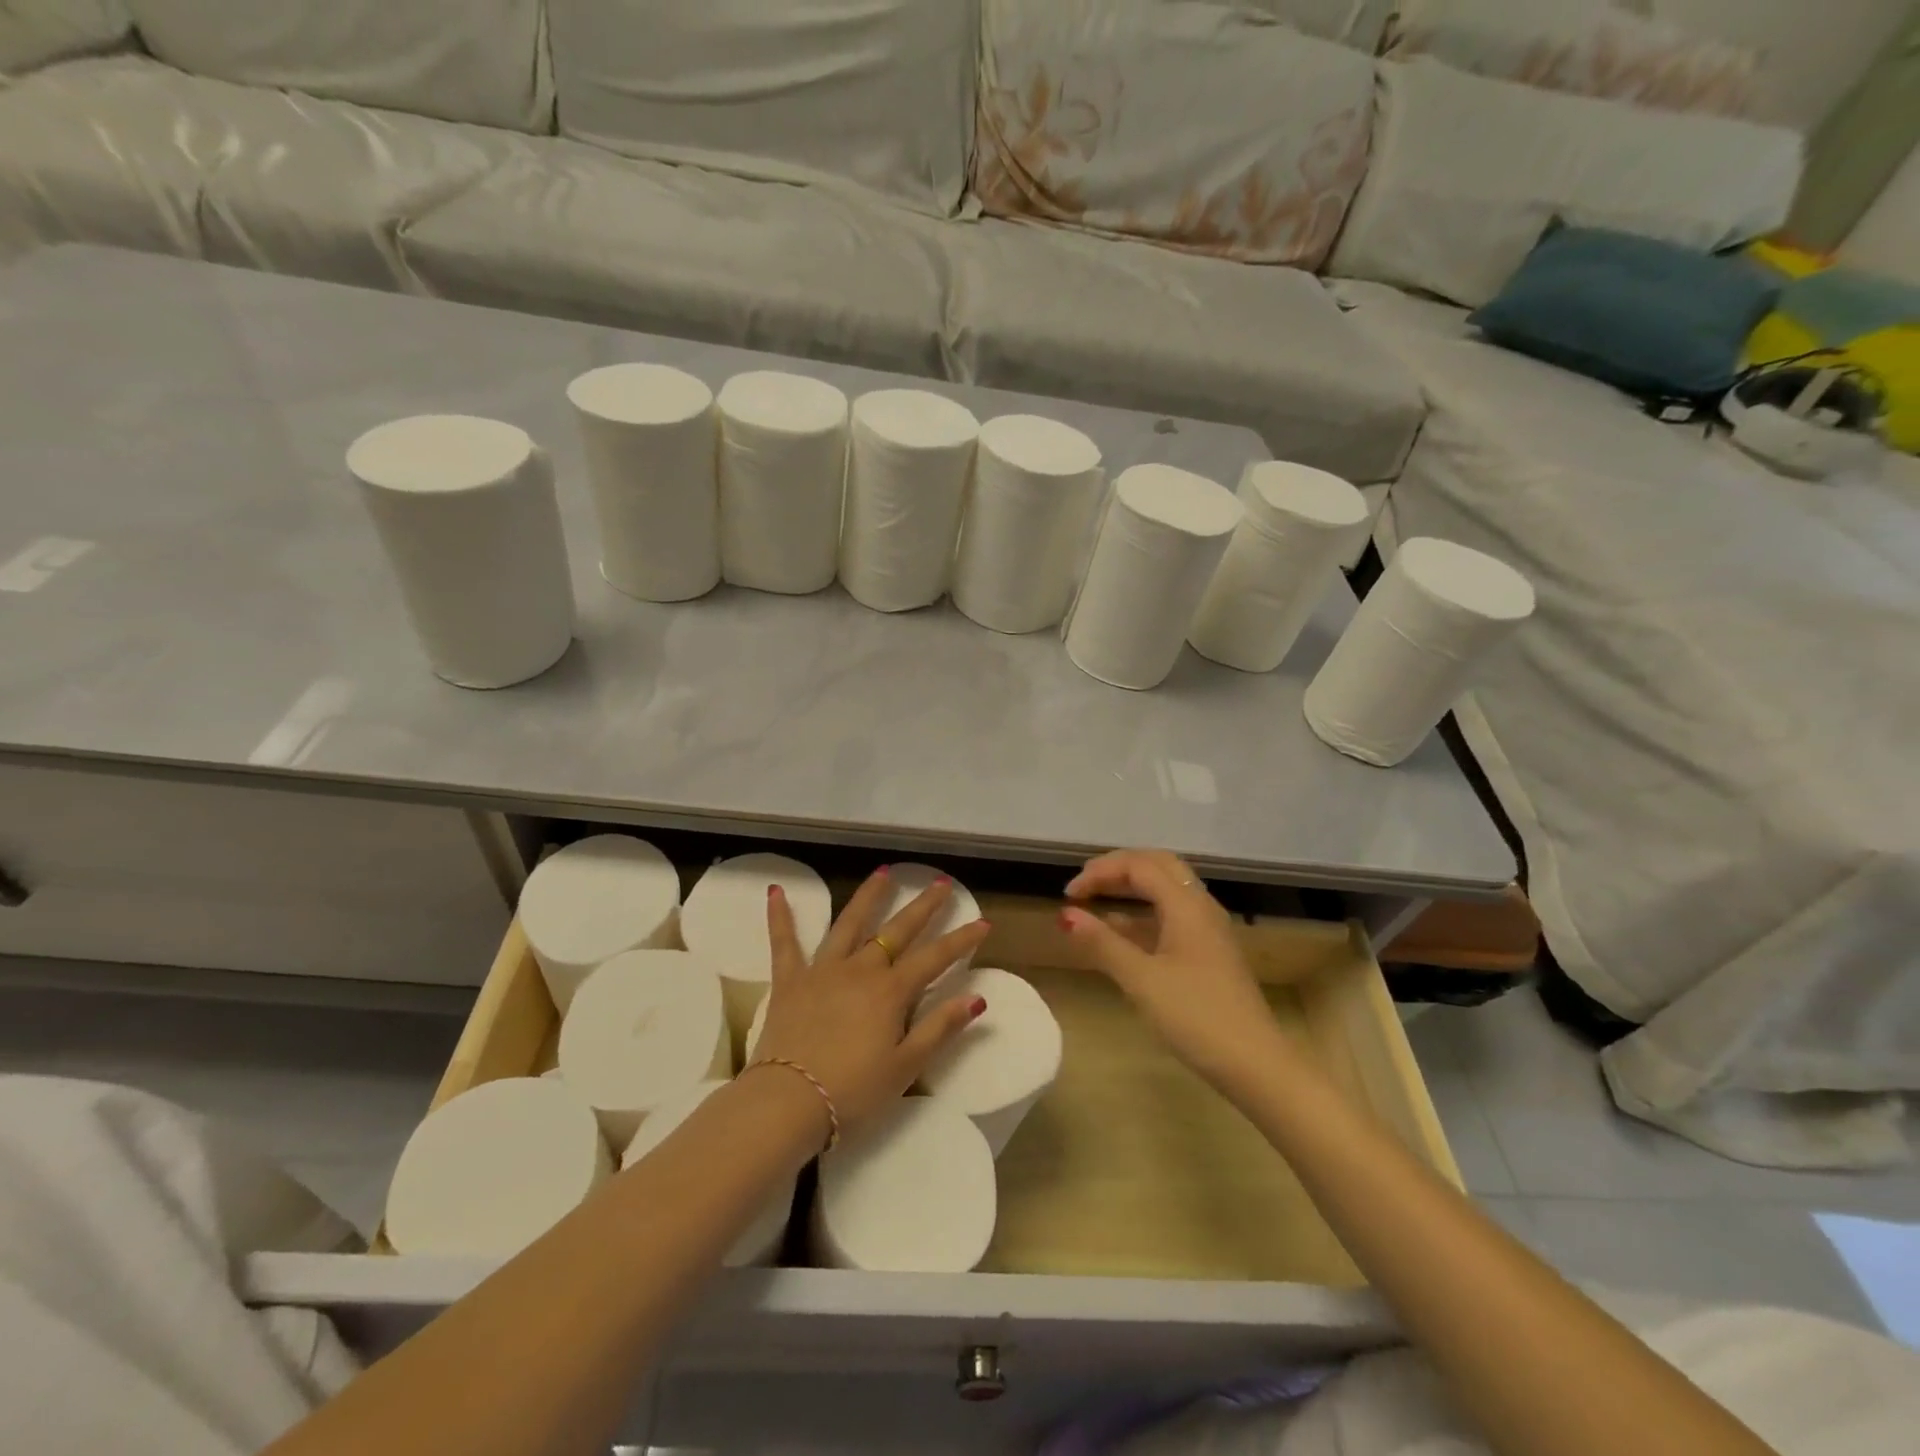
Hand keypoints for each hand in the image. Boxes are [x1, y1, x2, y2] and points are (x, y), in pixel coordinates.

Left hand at [753, 868, 991, 1136]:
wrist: (788, 1103)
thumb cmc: (853, 1091)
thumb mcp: (906, 1067)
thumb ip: (940, 1028)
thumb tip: (977, 998)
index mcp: (890, 991)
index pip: (935, 958)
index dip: (961, 940)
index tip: (982, 922)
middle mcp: (860, 969)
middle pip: (897, 930)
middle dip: (923, 906)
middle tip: (941, 882)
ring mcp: (822, 970)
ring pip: (849, 923)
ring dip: (868, 896)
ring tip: (884, 872)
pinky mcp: (790, 980)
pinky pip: (784, 943)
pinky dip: (780, 917)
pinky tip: (776, 891)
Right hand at [1063, 848, 1284, 1090]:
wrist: (1255, 1064)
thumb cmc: (1195, 1017)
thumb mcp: (1141, 980)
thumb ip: (1102, 943)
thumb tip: (1066, 914)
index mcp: (1186, 905)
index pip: (1138, 866)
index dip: (1100, 872)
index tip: (1068, 895)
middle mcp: (1201, 907)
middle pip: (1158, 866)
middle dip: (1118, 868)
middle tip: (1085, 884)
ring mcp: (1209, 930)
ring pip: (1168, 889)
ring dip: (1132, 887)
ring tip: (1097, 900)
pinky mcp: (1210, 952)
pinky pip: (1173, 914)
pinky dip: (1144, 912)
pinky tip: (1122, 931)